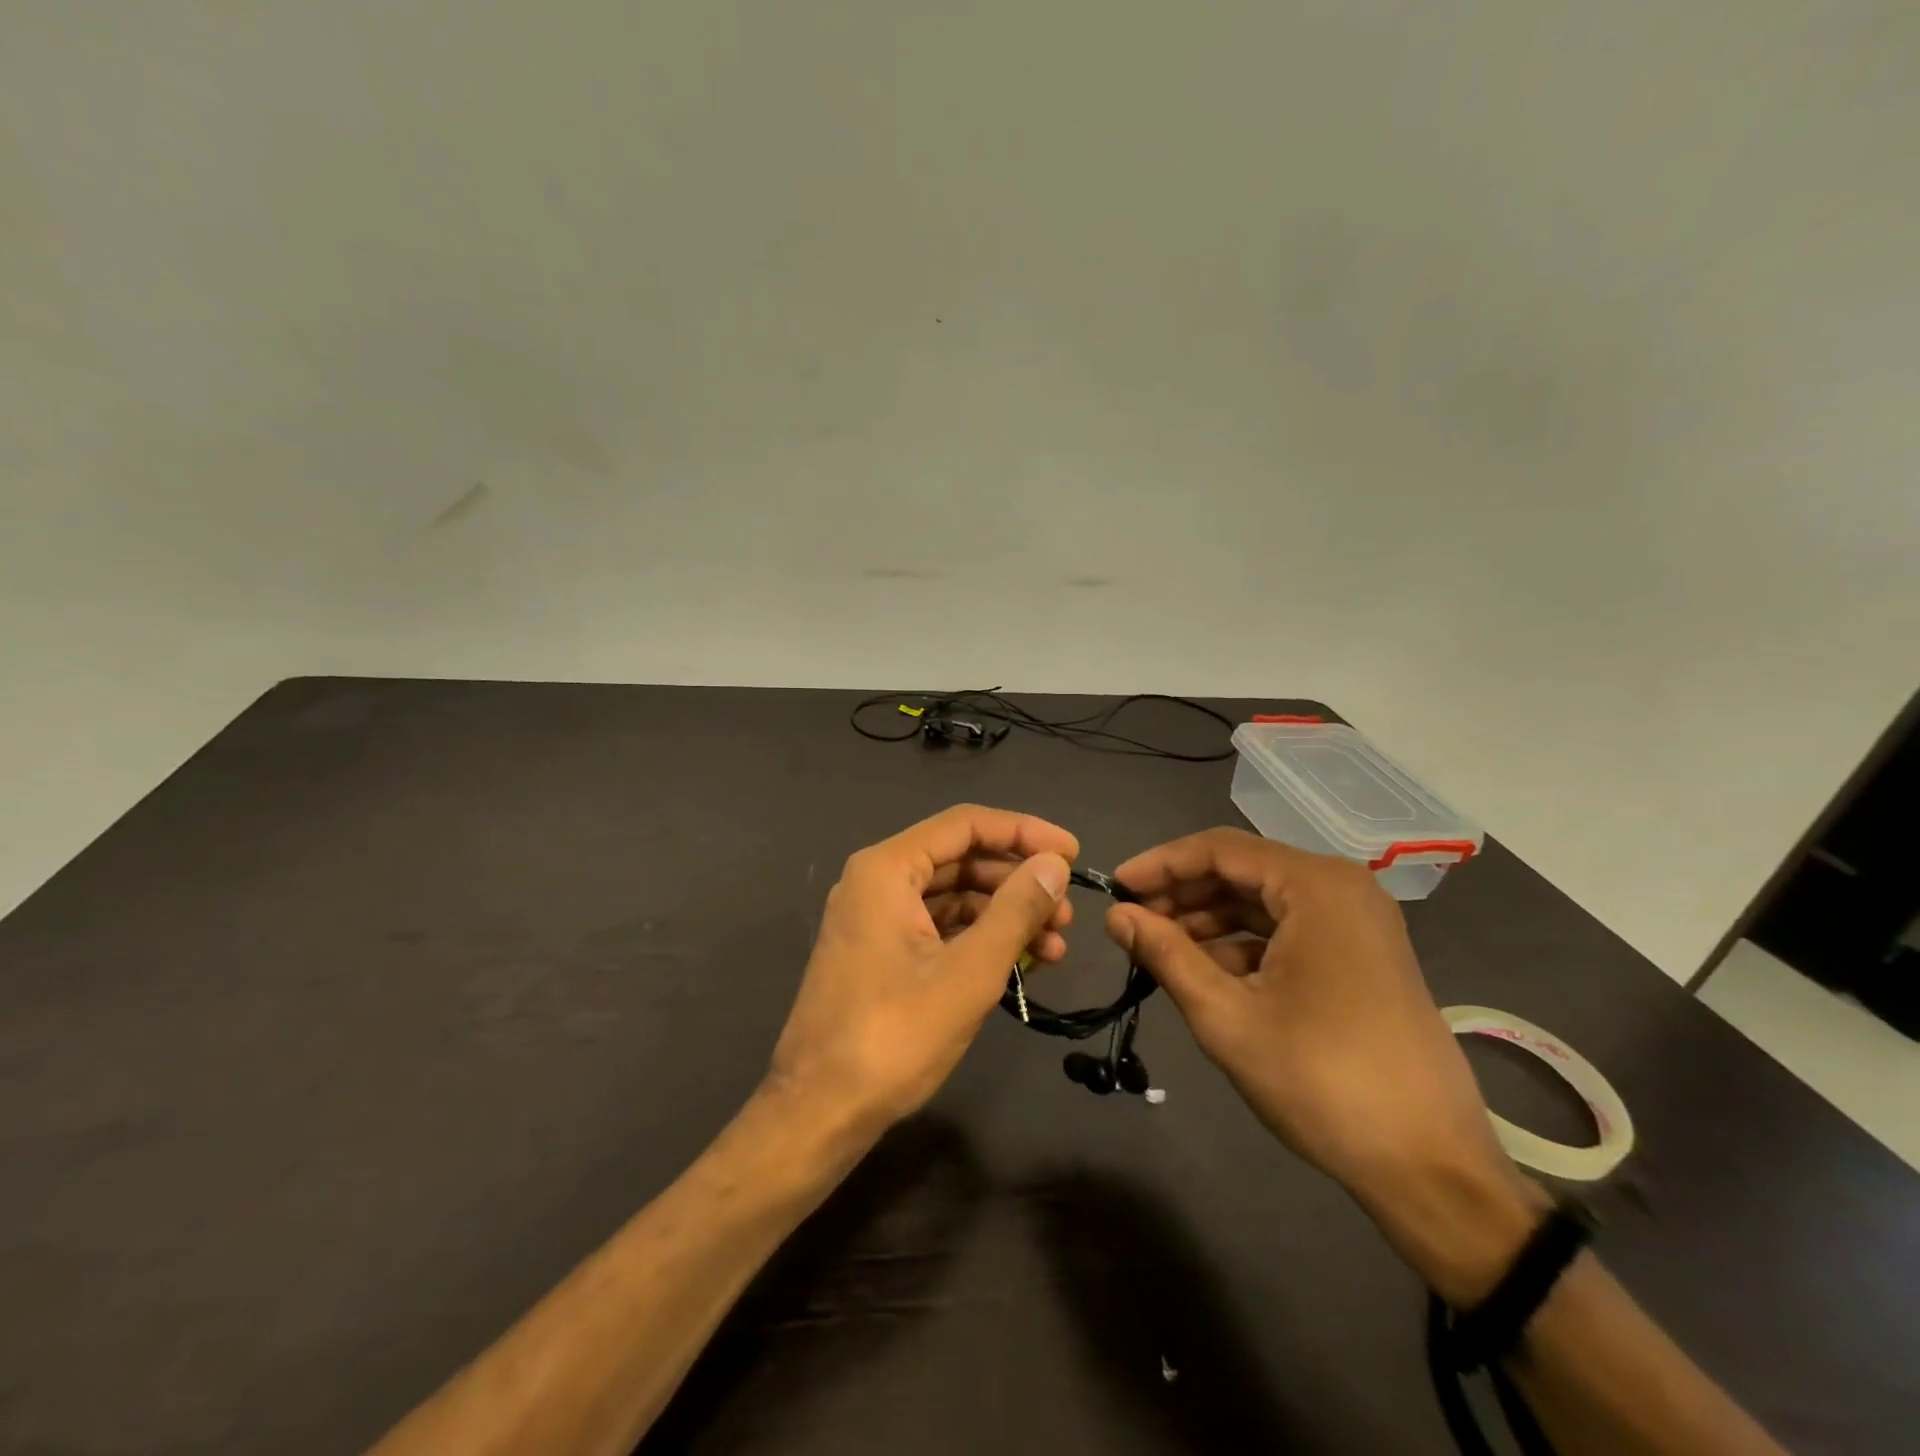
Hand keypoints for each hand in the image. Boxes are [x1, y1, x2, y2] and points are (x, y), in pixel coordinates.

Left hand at [768, 805, 1076, 1131]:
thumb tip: (1054, 864)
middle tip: (1068, 912)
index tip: (1072, 853)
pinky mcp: (880, 952)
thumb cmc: (893, 1036)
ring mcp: (875, 918)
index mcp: (887, 869)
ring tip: (1056, 945)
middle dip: (1018, 881)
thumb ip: (1016, 911)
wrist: (819, 1111)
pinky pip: (938, 926)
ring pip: (952, 895)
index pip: (966, 824)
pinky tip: (1021, 963)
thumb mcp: (968, 973)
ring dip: (1004, 913)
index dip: (1024, 832)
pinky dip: (979, 938)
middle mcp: (876, 881)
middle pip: (960, 858)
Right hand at [1107, 829, 1538, 1300]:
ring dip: (1208, 920)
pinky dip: (1242, 943)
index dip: (1160, 864)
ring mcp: (1357, 922)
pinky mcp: (1362, 955)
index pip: (1219, 849)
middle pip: (1242, 870)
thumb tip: (1116, 915)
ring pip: (1263, 901)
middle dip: (1182, 894)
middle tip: (1132, 924)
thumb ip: (1166, 954)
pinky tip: (1207, 973)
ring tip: (1159, 950)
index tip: (1115, 889)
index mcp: (1316, 887)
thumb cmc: (1321, 1081)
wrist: (1431, 1167)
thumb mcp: (1227, 1016)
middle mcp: (1341, 888)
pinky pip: (1288, 929)